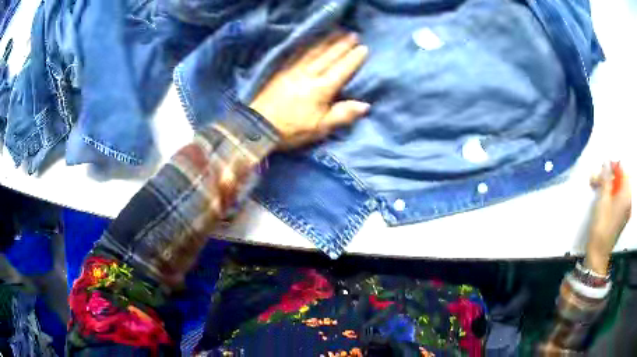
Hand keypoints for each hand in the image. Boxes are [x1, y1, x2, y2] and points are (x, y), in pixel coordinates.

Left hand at [250, 32, 369, 148]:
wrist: (259, 127)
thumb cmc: (292, 130)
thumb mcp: (320, 128)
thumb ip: (342, 115)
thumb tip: (365, 105)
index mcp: (321, 89)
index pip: (341, 70)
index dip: (353, 58)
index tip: (363, 48)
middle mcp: (309, 75)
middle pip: (328, 56)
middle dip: (342, 44)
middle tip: (353, 34)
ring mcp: (293, 71)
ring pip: (313, 51)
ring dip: (327, 41)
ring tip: (337, 32)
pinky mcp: (281, 71)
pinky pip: (297, 54)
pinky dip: (307, 45)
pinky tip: (311, 41)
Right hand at [585, 162, 631, 274]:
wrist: (599, 253)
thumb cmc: (602, 225)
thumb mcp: (603, 199)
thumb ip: (606, 178)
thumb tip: (606, 162)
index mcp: (627, 194)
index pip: (624, 171)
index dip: (615, 166)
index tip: (604, 167)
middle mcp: (628, 200)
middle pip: (621, 180)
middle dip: (609, 177)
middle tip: (597, 178)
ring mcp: (625, 210)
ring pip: (619, 190)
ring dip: (609, 185)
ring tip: (596, 187)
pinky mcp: (621, 217)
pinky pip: (619, 199)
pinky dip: (611, 195)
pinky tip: (602, 197)